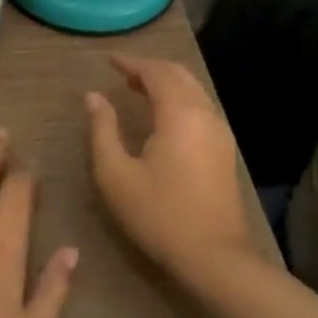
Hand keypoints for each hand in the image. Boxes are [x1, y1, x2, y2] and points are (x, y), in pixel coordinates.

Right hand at [85, 55, 251, 283]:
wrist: (214, 257)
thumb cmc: (159, 214)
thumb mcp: (115, 174)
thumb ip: (102, 129)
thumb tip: (93, 97)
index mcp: (179, 114)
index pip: (156, 72)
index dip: (131, 62)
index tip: (107, 60)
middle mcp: (204, 114)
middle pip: (179, 75)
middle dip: (150, 68)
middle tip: (121, 72)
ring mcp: (219, 132)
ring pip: (193, 90)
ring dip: (165, 82)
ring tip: (136, 88)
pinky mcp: (224, 150)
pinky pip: (200, 107)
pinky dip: (178, 98)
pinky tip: (160, 114)